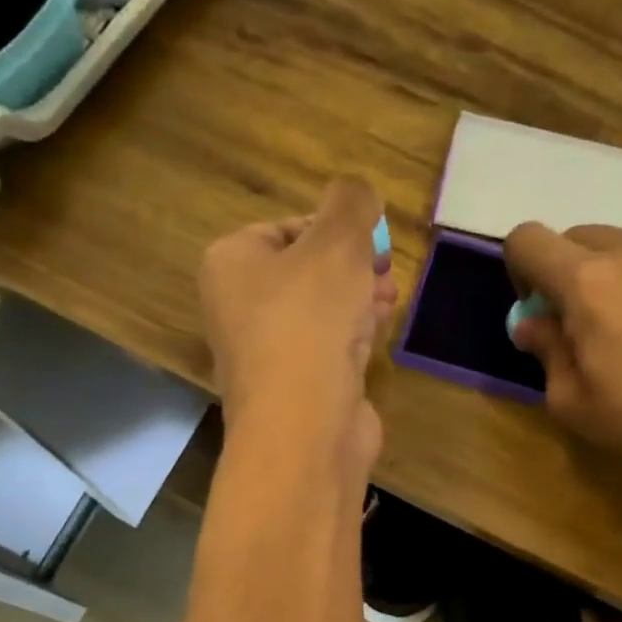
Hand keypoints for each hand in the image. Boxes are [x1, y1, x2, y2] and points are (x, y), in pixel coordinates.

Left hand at [200, 178, 397, 476]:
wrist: (304, 428)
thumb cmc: (311, 322)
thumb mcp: (336, 241)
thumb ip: (351, 204)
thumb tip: (359, 192)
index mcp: (231, 263)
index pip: (286, 227)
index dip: (334, 227)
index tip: (372, 238)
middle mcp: (239, 308)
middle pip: (304, 272)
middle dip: (352, 266)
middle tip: (386, 267)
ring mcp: (267, 354)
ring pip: (318, 312)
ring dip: (357, 299)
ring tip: (389, 296)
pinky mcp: (295, 390)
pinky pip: (326, 350)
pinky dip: (351, 337)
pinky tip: (376, 334)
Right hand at [504, 224, 621, 538]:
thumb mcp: (572, 401)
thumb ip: (545, 349)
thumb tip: (532, 324)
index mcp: (587, 282)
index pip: (527, 240)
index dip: (519, 270)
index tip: (536, 309)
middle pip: (574, 238)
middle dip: (564, 273)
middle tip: (578, 324)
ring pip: (619, 245)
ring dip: (607, 275)